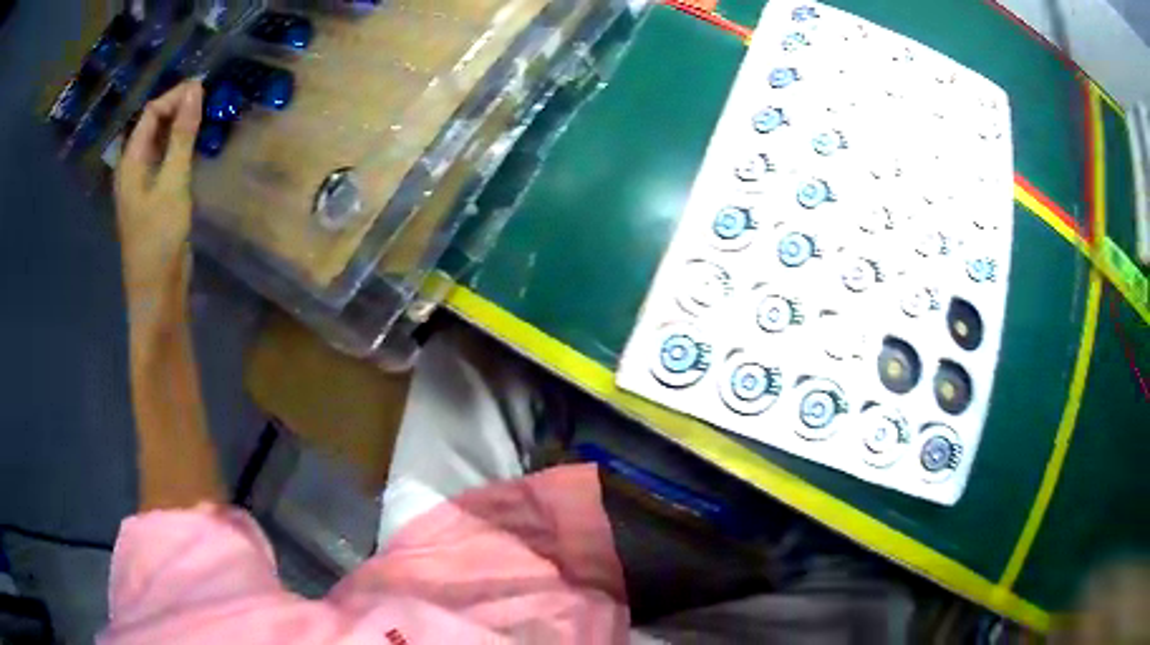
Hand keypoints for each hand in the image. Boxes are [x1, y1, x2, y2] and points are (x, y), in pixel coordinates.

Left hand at [114, 82, 202, 305]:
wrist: (157, 292)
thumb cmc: (159, 238)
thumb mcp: (173, 183)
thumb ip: (182, 135)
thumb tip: (195, 90)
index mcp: (130, 162)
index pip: (150, 113)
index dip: (175, 96)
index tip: (204, 88)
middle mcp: (132, 168)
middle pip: (152, 125)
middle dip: (178, 108)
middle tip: (208, 101)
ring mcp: (142, 184)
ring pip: (159, 142)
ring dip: (179, 127)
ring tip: (205, 117)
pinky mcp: (153, 198)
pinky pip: (164, 160)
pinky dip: (179, 147)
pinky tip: (195, 147)